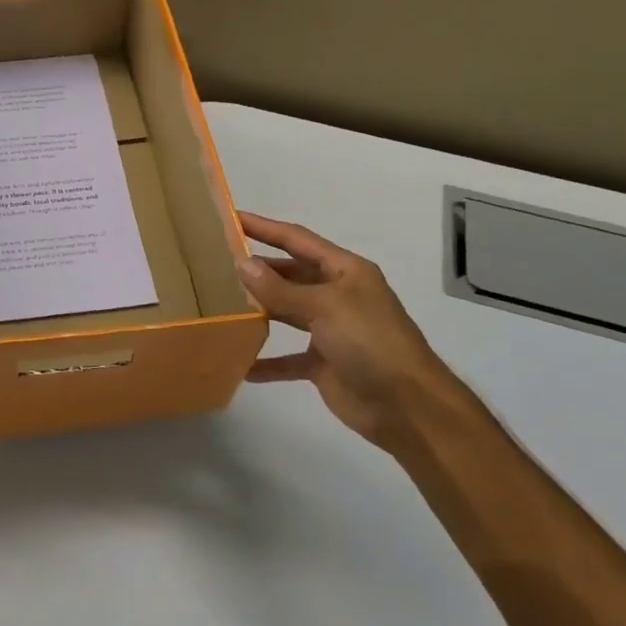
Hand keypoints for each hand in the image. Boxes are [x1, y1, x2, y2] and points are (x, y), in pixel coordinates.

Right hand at [235, 211, 456, 447]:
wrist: (407, 406)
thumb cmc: (370, 342)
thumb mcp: (324, 307)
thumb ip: (280, 289)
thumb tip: (242, 264)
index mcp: (345, 271)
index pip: (298, 240)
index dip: (265, 228)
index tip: (232, 218)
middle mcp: (337, 295)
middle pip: (291, 274)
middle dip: (259, 268)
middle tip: (217, 263)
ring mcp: (331, 330)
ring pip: (287, 312)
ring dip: (259, 310)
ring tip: (221, 304)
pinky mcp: (324, 363)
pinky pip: (288, 358)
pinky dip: (267, 361)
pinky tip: (240, 362)